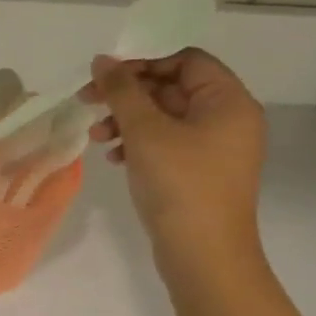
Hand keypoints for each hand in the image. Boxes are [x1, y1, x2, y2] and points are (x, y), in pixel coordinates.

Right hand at [83, 49, 266, 262]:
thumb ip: (122, 90)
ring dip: (126, 119)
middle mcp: (227, 119)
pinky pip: (165, 143)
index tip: (105, 74)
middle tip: (87, 100)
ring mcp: (213, 148)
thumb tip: (102, 61)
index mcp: (228, 102)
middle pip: (171, 87)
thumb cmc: (180, 184)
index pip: (185, 59)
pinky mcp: (197, 172)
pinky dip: (137, 143)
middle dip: (127, 93)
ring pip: (163, 117)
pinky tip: (113, 156)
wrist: (203, 255)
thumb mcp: (145, 131)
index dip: (144, 61)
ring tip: (96, 136)